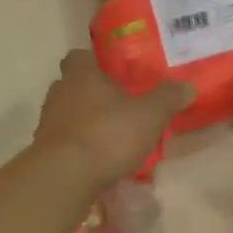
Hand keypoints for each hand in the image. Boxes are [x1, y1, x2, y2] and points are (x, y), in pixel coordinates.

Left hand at [32, 50, 192, 184]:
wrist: (65, 176)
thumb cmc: (108, 135)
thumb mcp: (150, 115)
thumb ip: (168, 98)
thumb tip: (187, 86)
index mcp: (82, 75)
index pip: (80, 56)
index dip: (95, 61)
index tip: (113, 72)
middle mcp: (60, 93)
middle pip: (73, 85)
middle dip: (93, 93)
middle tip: (118, 104)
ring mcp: (48, 123)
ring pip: (69, 114)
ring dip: (86, 121)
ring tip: (112, 135)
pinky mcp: (46, 150)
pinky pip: (66, 141)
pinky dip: (80, 146)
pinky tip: (99, 159)